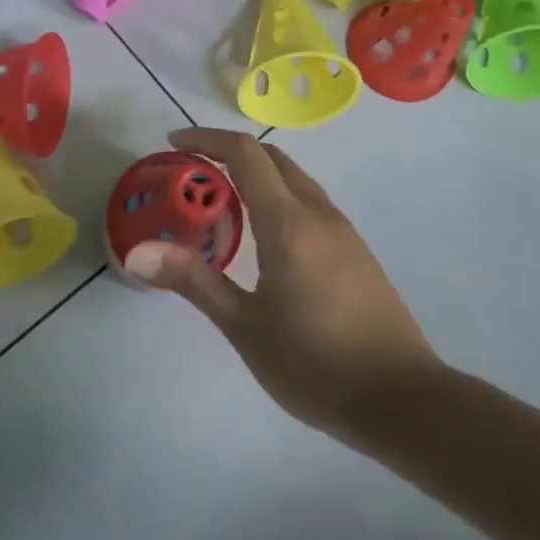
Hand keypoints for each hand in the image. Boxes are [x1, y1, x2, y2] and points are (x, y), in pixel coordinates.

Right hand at [123, 129, 441, 444]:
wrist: (403, 401)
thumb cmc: (315, 364)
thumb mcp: (244, 326)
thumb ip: (192, 281)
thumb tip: (136, 251)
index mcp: (289, 223)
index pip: (246, 153)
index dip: (207, 139)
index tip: (173, 142)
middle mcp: (319, 215)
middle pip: (273, 158)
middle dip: (230, 153)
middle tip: (193, 172)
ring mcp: (344, 233)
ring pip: (295, 181)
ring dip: (257, 175)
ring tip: (222, 203)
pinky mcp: (357, 253)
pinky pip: (310, 204)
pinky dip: (279, 198)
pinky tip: (265, 239)